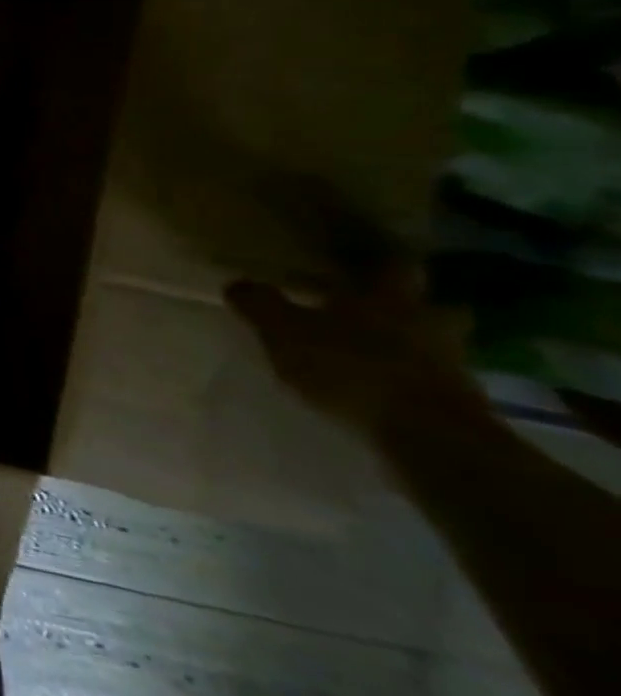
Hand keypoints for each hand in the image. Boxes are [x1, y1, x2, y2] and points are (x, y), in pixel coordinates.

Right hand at [225, 264, 485, 448]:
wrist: (430, 438)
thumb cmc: (352, 369)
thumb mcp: (284, 332)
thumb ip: (260, 305)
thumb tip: (236, 283)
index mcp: (388, 296)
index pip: (389, 262)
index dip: (374, 257)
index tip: (356, 256)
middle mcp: (426, 321)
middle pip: (423, 303)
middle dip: (402, 303)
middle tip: (370, 307)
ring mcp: (450, 364)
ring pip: (430, 343)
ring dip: (407, 345)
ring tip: (371, 353)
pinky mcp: (458, 403)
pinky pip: (429, 381)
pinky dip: (408, 381)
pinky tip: (381, 390)